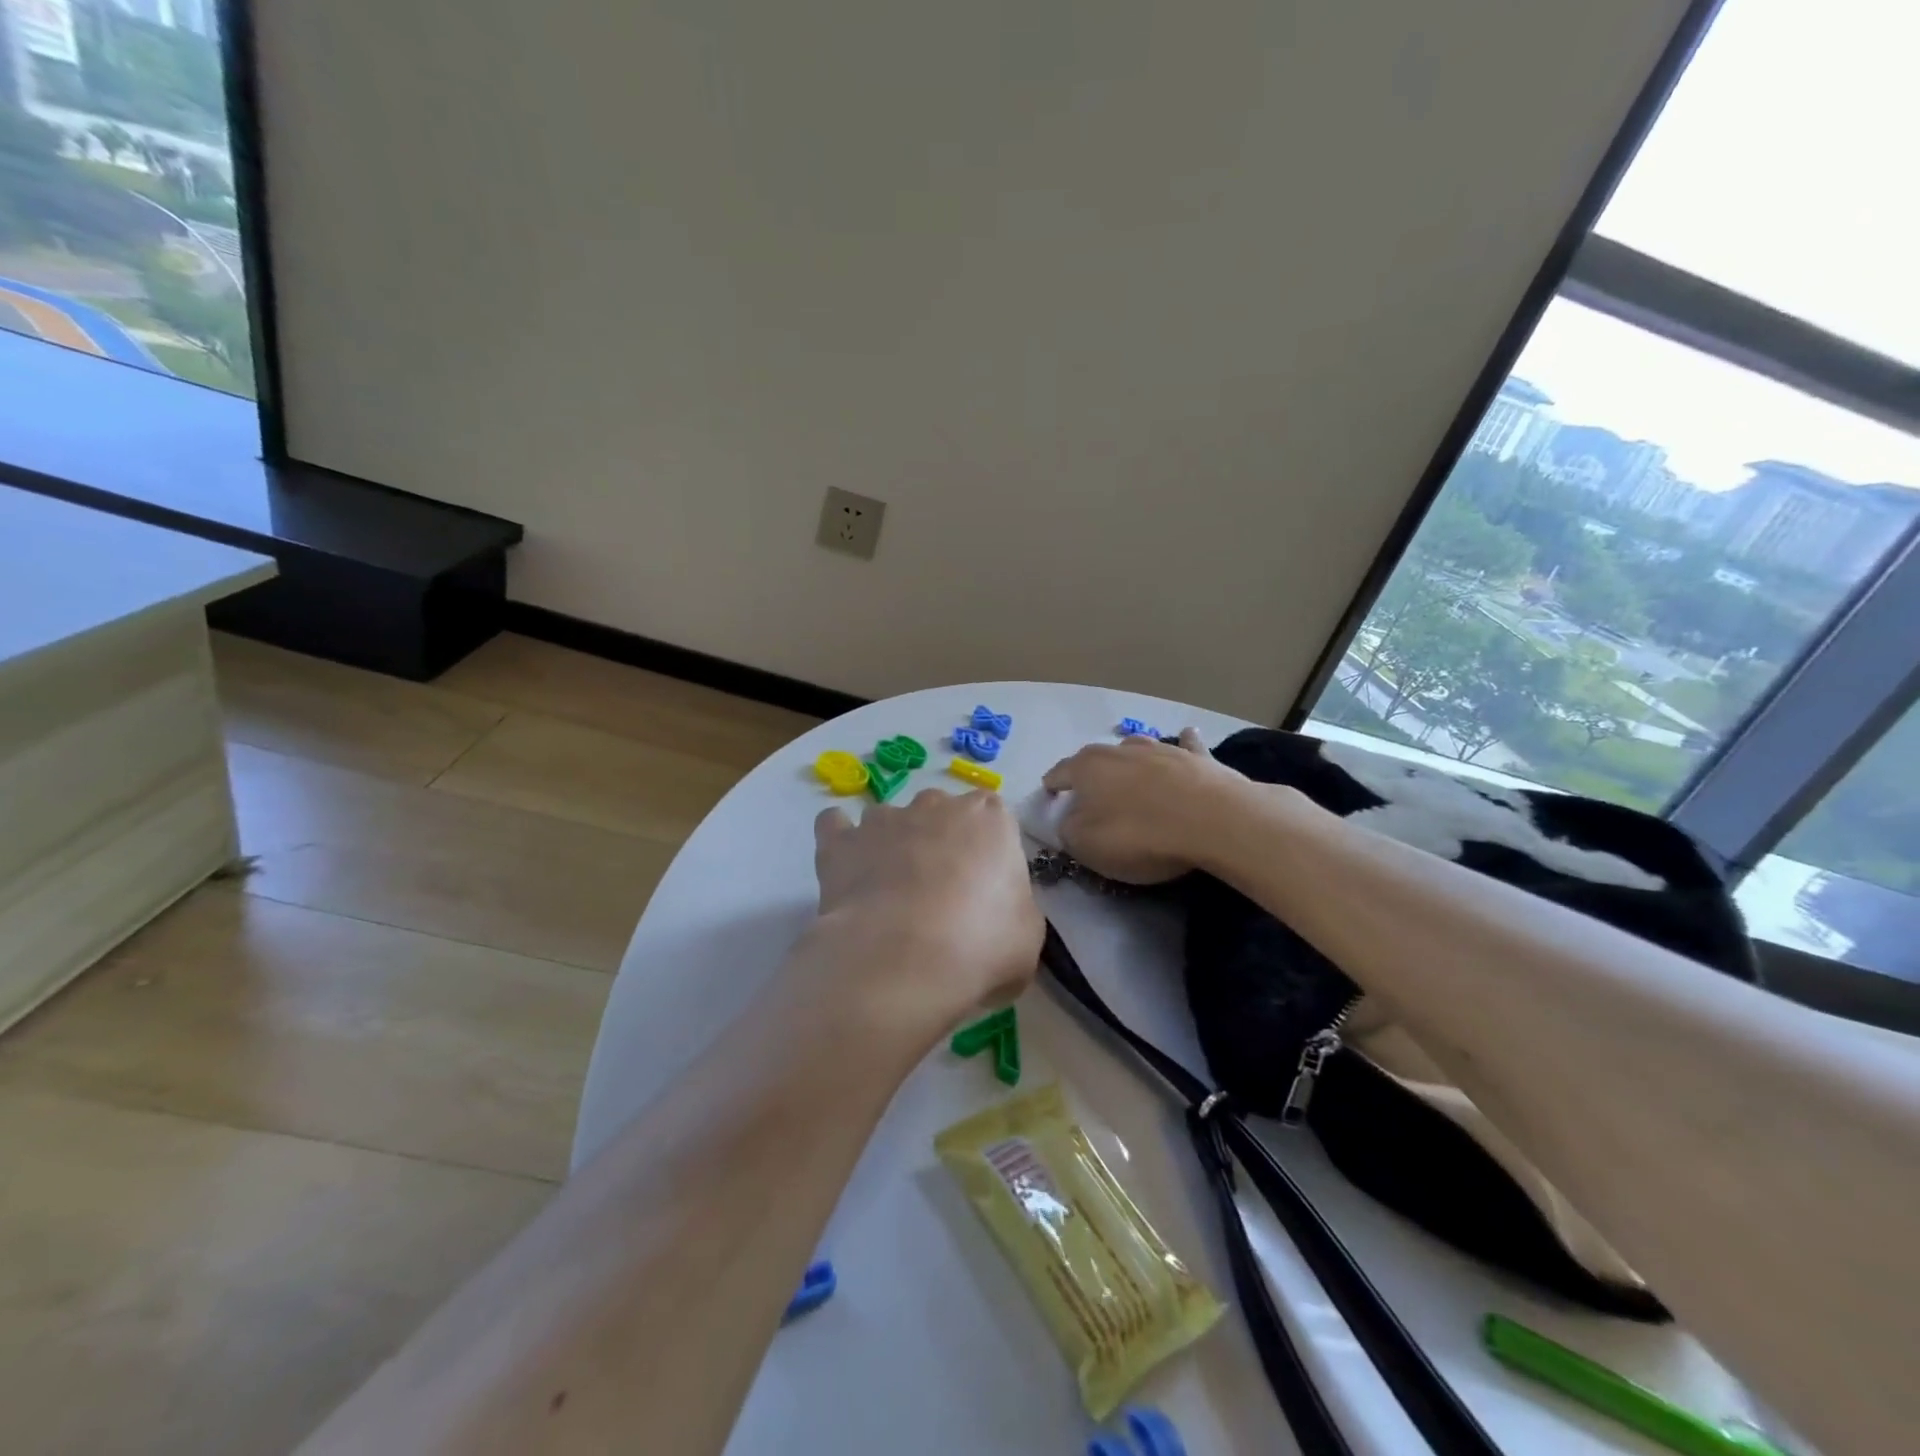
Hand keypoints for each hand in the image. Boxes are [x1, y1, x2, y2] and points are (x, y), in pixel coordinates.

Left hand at [807, 789, 1043, 1038]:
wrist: (902, 960)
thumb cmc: (979, 945)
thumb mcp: (1026, 937)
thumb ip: (1014, 909)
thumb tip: (998, 915)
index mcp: (991, 819)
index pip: (994, 818)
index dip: (988, 852)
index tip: (986, 888)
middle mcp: (937, 806)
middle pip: (941, 812)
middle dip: (940, 842)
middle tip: (941, 894)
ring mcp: (885, 819)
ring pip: (890, 819)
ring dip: (892, 844)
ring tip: (890, 892)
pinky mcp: (841, 842)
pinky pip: (835, 826)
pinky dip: (841, 842)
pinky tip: (846, 869)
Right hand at [1040, 729, 1250, 882]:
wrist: (1213, 821)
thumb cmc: (1139, 834)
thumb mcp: (1086, 845)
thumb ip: (1068, 830)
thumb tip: (1069, 820)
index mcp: (1088, 767)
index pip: (1060, 772)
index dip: (1052, 785)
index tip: (1049, 794)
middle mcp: (1121, 750)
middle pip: (1097, 759)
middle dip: (1091, 774)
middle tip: (1091, 794)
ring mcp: (1162, 749)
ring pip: (1138, 750)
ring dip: (1131, 762)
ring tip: (1130, 774)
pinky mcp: (1198, 758)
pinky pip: (1186, 747)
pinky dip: (1183, 745)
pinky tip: (1188, 737)